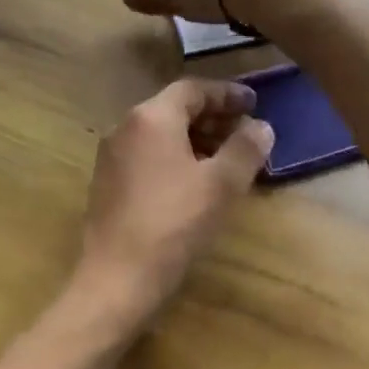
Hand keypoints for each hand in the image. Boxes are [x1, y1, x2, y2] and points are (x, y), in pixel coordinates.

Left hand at [75, 78, 274, 332]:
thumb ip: (245, 149)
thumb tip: (261, 127)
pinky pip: (148, 157)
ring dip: (196, 140)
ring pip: (160, 135)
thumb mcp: (221, 185)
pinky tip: (196, 184)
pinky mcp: (107, 185)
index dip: (227, 94)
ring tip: (226, 160)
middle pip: (174, 110)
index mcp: (151, 118)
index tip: (254, 104)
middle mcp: (125, 128)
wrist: (117, 278)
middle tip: (245, 133)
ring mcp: (112, 158)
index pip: (193, 90)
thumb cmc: (174, 224)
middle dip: (213, 118)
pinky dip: (176, 159)